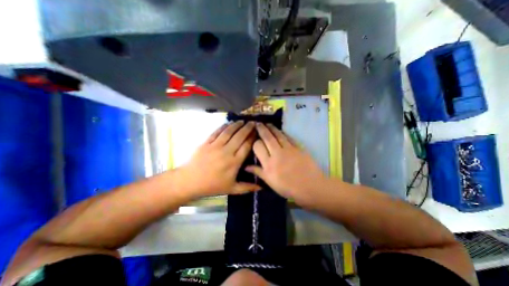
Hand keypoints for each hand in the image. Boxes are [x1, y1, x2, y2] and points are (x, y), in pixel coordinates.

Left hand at [177, 121, 259, 198]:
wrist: (190, 181)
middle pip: (239, 136)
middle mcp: (227, 151)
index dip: (253, 138)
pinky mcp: (206, 142)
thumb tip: (262, 187)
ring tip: (243, 121)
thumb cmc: (212, 186)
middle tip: (253, 122)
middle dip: (247, 128)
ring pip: (229, 132)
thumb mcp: (232, 189)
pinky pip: (217, 132)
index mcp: (234, 162)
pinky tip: (228, 123)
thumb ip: (247, 187)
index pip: (246, 146)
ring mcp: (216, 146)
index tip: (257, 132)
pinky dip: (223, 126)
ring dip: (237, 125)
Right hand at [245, 123, 324, 205]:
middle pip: (267, 137)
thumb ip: (258, 172)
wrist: (310, 187)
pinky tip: (280, 130)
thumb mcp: (270, 183)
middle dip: (261, 129)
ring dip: (272, 128)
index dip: (255, 141)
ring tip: (267, 123)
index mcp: (268, 164)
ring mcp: (288, 149)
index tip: (254, 138)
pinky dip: (283, 133)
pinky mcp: (298, 147)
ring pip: (278, 135)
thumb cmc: (288, 188)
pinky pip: (288, 137)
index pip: (258, 146)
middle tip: (258, 123)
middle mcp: (277, 153)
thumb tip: (246, 166)